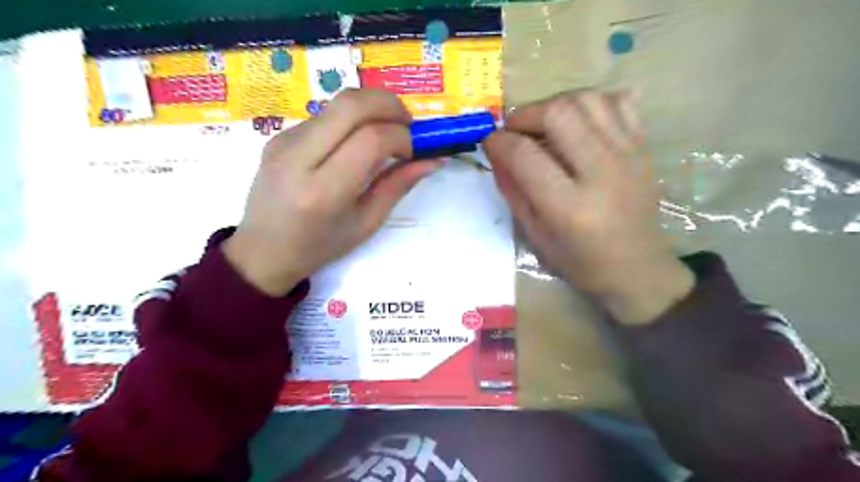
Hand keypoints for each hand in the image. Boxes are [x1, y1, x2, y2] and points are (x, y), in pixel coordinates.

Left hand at [222, 88, 436, 295]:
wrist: (262, 251)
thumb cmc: (320, 246)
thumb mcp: (366, 223)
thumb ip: (398, 186)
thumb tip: (433, 160)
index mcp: (323, 192)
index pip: (371, 139)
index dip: (402, 136)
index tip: (414, 150)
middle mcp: (298, 158)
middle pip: (351, 104)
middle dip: (390, 104)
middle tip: (407, 124)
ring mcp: (283, 142)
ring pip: (337, 104)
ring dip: (370, 110)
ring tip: (385, 134)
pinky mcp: (278, 136)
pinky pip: (324, 116)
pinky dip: (350, 121)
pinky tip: (354, 145)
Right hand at [483, 90, 689, 323]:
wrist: (637, 268)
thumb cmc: (580, 261)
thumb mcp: (535, 234)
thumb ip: (512, 189)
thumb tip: (495, 150)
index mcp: (569, 207)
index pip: (525, 155)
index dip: (499, 141)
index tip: (490, 142)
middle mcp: (601, 174)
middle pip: (558, 114)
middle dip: (526, 114)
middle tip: (516, 130)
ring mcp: (628, 156)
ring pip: (588, 99)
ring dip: (556, 103)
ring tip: (544, 123)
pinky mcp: (644, 148)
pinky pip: (619, 102)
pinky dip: (592, 102)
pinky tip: (578, 122)